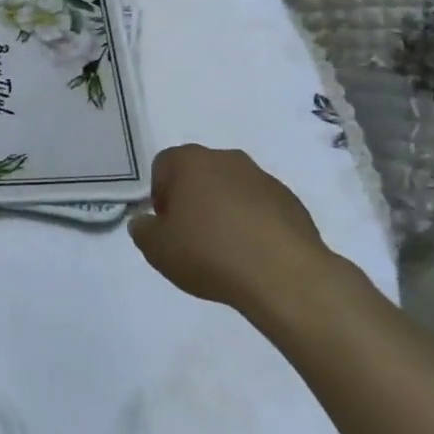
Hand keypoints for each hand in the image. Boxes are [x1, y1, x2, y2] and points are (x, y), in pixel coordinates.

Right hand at [128, 145, 331, 317]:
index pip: (163, 165)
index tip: (165, 225)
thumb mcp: (157, 249)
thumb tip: (145, 222)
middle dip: (192, 200)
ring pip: (232, 189)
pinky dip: (253, 224)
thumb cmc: (209, 252)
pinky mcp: (291, 201)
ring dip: (224, 211)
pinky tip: (253, 254)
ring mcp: (263, 178)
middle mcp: (227, 159)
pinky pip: (261, 207)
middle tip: (191, 237)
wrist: (282, 274)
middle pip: (199, 174)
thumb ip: (143, 231)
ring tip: (225, 250)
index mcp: (191, 161)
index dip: (159, 195)